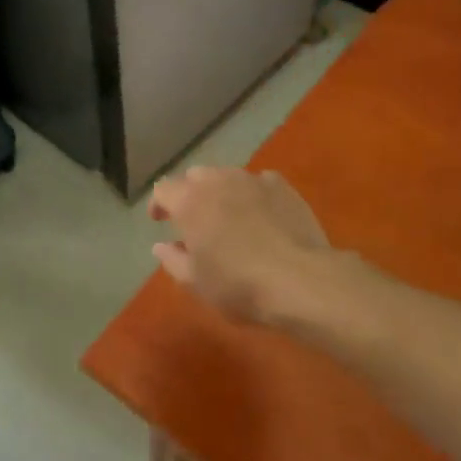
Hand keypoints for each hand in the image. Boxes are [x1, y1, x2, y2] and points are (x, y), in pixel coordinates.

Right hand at [149, 167, 332, 325]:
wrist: (301, 280)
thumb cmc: (239, 285)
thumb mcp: (196, 282)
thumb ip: (173, 260)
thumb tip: (161, 246)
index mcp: (189, 202)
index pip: (163, 189)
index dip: (158, 204)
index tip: (160, 221)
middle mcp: (217, 181)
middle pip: (194, 177)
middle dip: (190, 194)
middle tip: (195, 220)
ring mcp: (252, 180)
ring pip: (227, 176)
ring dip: (221, 191)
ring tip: (229, 216)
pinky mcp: (282, 186)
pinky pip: (259, 182)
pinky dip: (253, 193)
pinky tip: (261, 213)